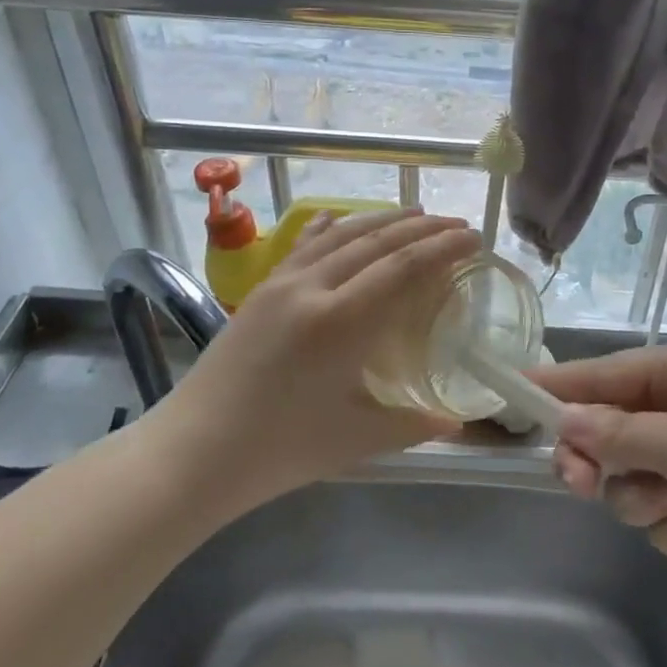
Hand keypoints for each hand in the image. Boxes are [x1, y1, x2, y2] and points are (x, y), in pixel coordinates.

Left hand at [158, 208, 481, 507]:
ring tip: (416, 214)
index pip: (405, 267)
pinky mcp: (261, 290)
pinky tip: (339, 217)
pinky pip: (303, 245)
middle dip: (423, 229)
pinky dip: (330, 227)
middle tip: (457, 225)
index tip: (474, 238)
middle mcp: (313, 288)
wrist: (193, 451)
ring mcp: (282, 284)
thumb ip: (414, 423)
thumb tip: (457, 420)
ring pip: (341, 235)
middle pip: (378, 242)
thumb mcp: (357, 439)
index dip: (444, 248)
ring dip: (383, 220)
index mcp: (342, 322)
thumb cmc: (280, 450)